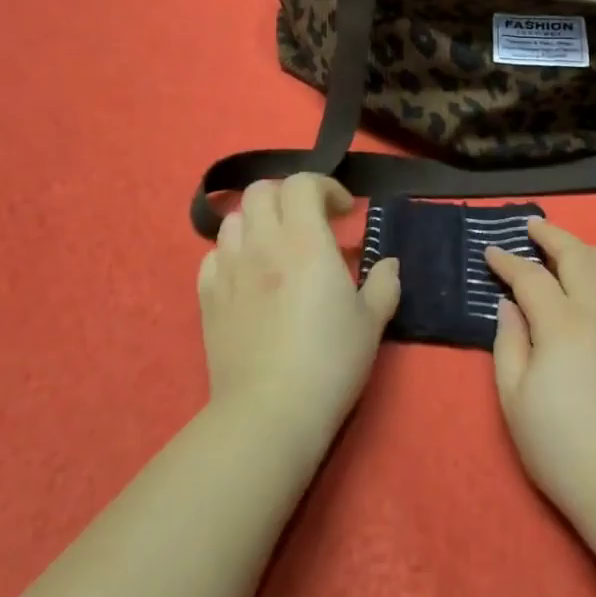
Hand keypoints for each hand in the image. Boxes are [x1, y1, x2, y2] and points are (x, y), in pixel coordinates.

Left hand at [197, 175, 399, 450]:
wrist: (269, 412)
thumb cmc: (329, 362)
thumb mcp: (371, 322)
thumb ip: (383, 284)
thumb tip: (388, 263)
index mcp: (305, 241)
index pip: (303, 184)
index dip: (325, 187)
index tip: (344, 213)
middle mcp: (262, 244)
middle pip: (261, 191)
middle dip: (288, 197)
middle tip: (310, 222)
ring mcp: (229, 269)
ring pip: (233, 219)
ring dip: (258, 221)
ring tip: (277, 246)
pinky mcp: (207, 297)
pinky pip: (213, 255)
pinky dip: (232, 252)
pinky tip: (248, 274)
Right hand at [485, 220, 595, 530]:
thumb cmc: (562, 448)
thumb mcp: (515, 400)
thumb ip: (509, 343)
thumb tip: (509, 304)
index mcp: (562, 324)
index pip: (531, 277)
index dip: (508, 262)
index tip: (491, 252)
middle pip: (578, 256)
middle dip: (552, 236)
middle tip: (533, 229)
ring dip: (590, 250)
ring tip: (573, 250)